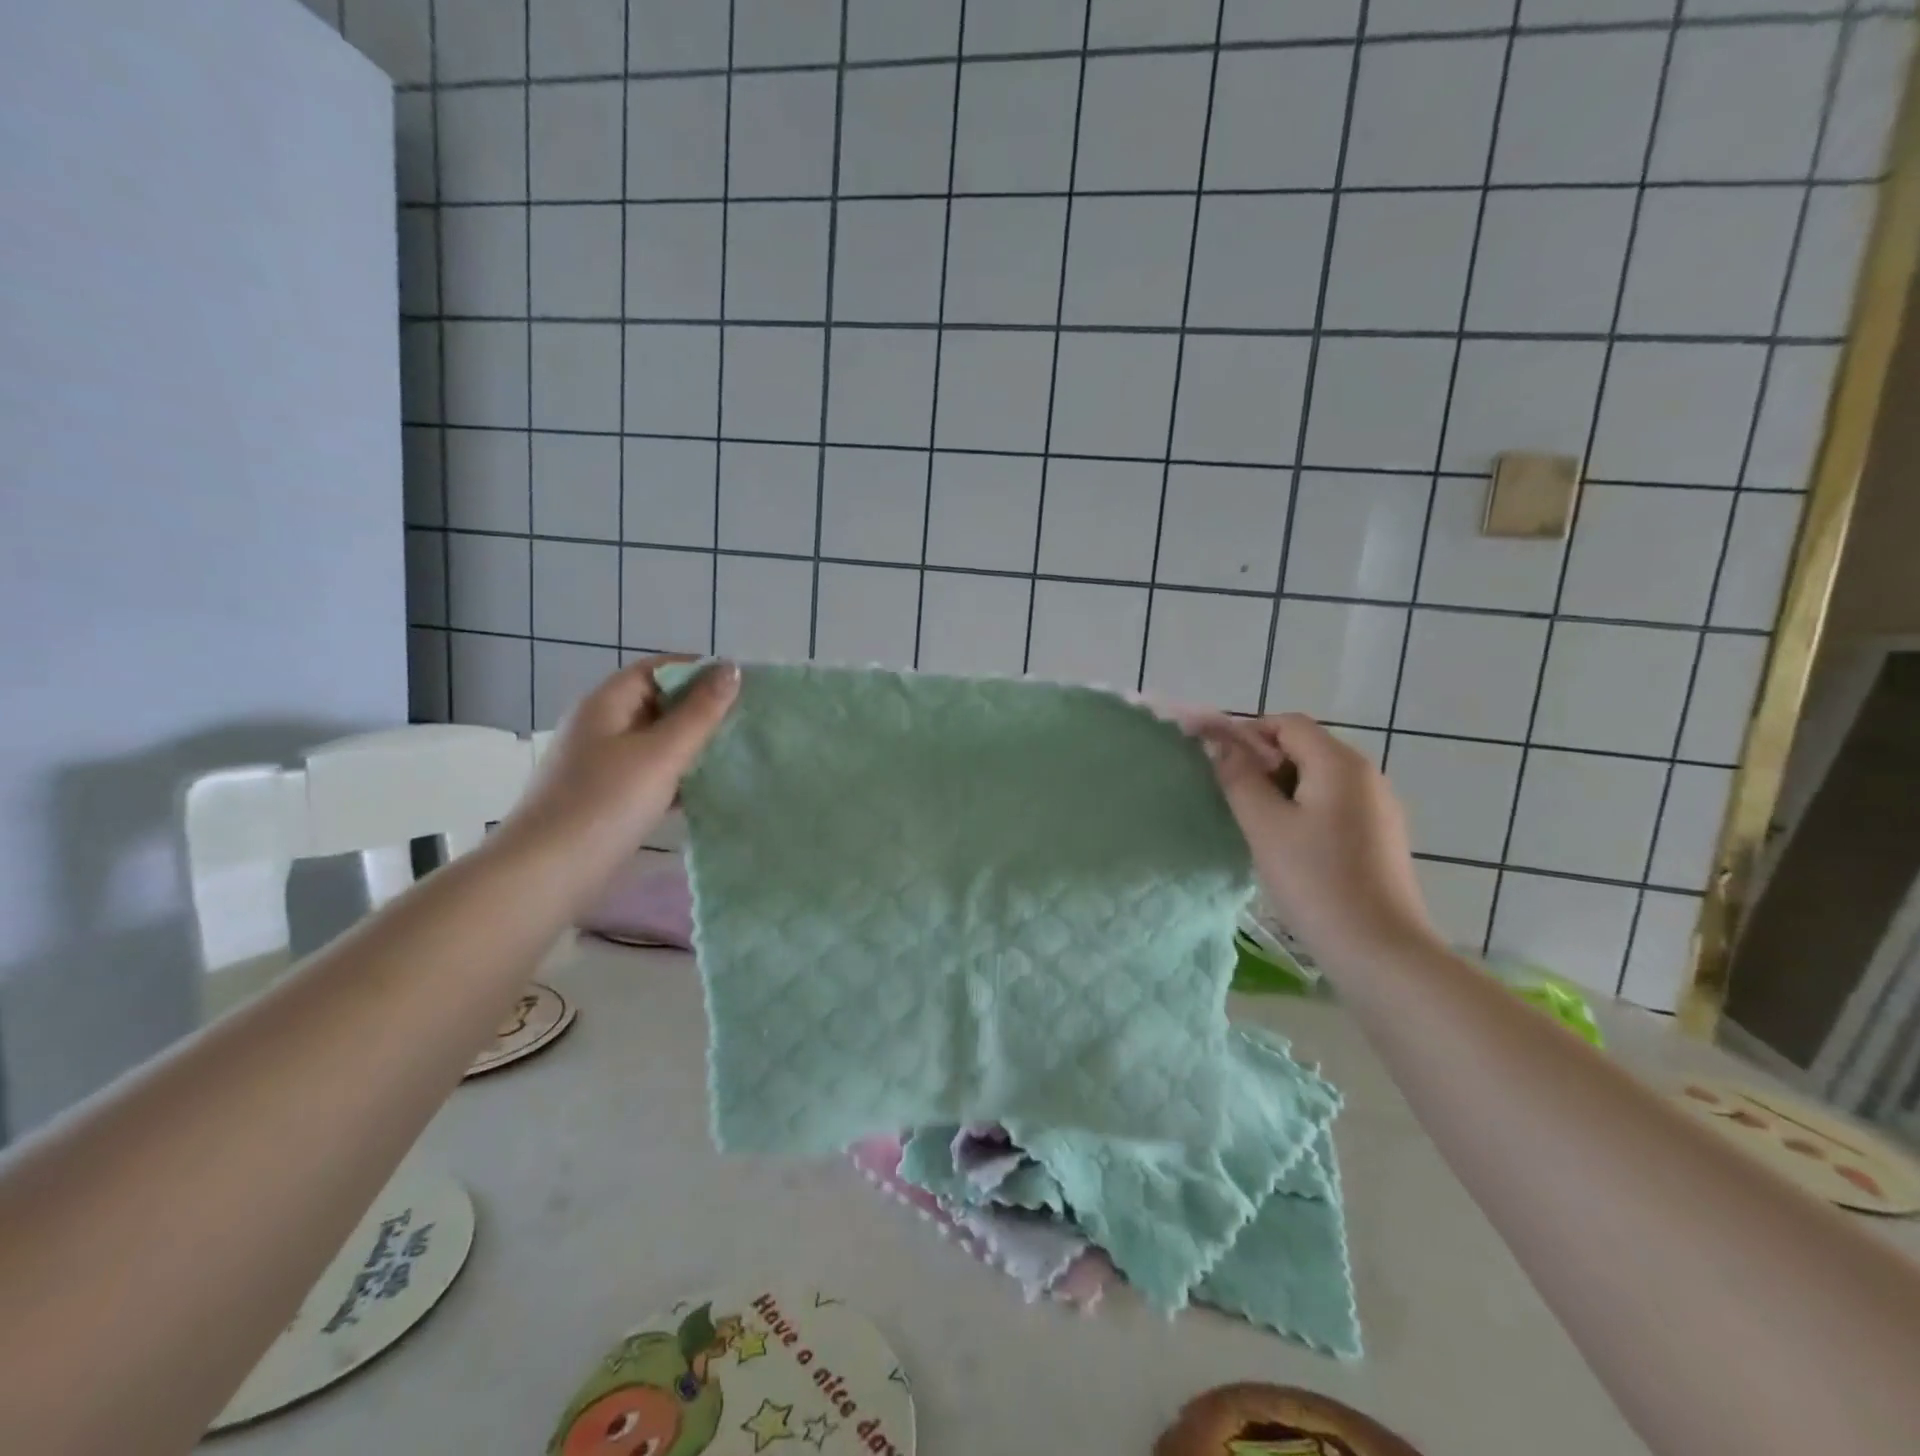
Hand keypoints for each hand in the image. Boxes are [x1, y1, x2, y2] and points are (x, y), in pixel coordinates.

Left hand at [503, 655, 738, 865]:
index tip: (743, 684)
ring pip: (656, 741)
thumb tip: (731, 668)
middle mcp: (600, 727)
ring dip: (693, 744)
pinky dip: (678, 775)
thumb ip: (700, 713)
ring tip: (737, 752)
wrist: (546, 874)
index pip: (657, 669)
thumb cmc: (605, 803)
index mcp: (606, 704)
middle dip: (701, 708)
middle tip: (747, 719)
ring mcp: (601, 764)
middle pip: (657, 703)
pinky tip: (708, 789)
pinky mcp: (606, 797)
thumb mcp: (661, 754)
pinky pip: (650, 773)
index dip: (699, 670)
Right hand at [1201, 713, 1439, 970]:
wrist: (1379, 950)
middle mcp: (1366, 774)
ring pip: (1318, 778)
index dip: (1247, 734)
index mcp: (1340, 763)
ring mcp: (1379, 806)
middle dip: (1263, 763)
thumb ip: (1238, 777)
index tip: (1218, 765)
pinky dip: (1304, 810)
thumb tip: (1219, 742)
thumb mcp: (1264, 825)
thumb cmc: (1315, 880)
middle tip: (1232, 798)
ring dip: (1281, 789)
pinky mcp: (1380, 836)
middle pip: (1305, 747)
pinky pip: (1334, 804)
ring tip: (1256, 825)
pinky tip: (1289, 846)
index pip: (1286, 723)